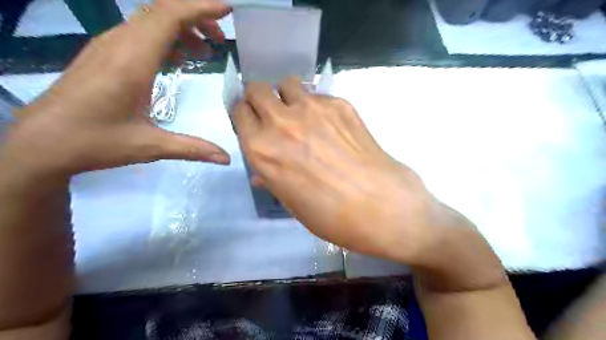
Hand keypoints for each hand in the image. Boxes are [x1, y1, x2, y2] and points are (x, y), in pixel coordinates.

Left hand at [0, 0, 231, 177]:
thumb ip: (192, 148)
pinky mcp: (104, 54)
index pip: (167, 17)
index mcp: (132, 60)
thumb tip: (227, 158)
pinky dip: (165, 38)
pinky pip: (140, 33)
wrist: (42, 143)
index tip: (226, 10)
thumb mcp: (150, 146)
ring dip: (181, 28)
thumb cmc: (94, 141)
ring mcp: (108, 47)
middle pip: (161, 12)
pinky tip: (177, 59)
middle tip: (220, 40)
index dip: (199, 9)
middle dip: (196, 17)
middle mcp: (119, 45)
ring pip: (149, 20)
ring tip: (204, 50)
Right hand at [233, 78, 440, 263]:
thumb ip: (271, 177)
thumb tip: (263, 170)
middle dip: (261, 99)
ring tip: (302, 115)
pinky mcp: (340, 104)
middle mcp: (281, 122)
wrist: (380, 206)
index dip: (244, 115)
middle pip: (258, 89)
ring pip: (288, 83)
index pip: (239, 112)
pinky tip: (331, 126)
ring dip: (288, 96)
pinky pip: (319, 94)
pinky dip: (317, 105)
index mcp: (261, 149)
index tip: (251, 120)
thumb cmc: (330, 215)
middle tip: (273, 114)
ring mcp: (313, 108)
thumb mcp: (291, 201)